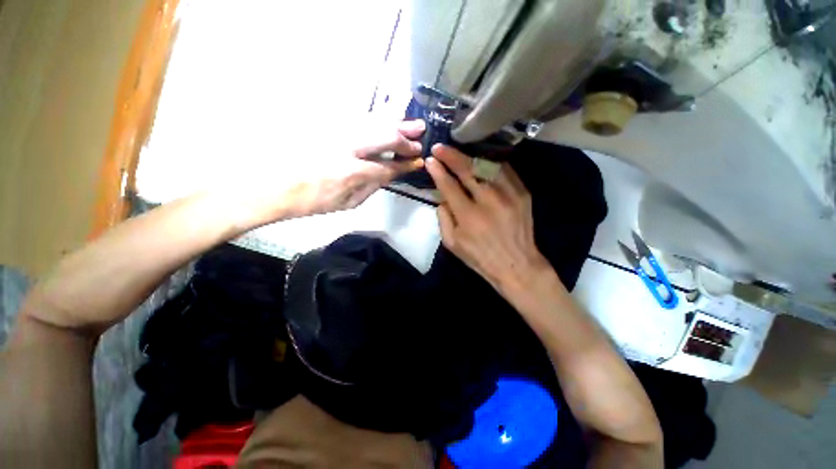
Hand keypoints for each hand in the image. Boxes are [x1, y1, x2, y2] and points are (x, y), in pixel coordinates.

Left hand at [285, 119, 426, 215]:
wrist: (276, 184)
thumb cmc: (314, 201)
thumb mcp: (348, 203)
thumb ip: (372, 186)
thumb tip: (390, 174)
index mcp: (353, 173)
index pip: (389, 166)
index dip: (406, 163)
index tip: (418, 160)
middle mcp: (348, 147)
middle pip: (385, 136)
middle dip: (405, 138)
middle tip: (420, 136)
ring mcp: (337, 131)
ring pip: (374, 120)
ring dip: (396, 122)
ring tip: (412, 123)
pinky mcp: (328, 123)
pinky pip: (360, 116)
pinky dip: (379, 116)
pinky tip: (389, 116)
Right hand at [425, 145, 548, 292]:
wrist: (517, 264)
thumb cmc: (480, 257)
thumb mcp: (452, 243)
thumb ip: (443, 218)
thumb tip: (441, 195)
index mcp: (469, 217)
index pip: (449, 185)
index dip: (437, 171)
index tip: (430, 160)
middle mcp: (489, 201)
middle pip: (467, 169)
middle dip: (451, 155)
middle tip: (440, 147)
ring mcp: (509, 194)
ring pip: (487, 165)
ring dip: (470, 156)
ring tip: (458, 152)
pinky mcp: (522, 193)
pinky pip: (504, 170)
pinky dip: (490, 163)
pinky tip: (480, 160)